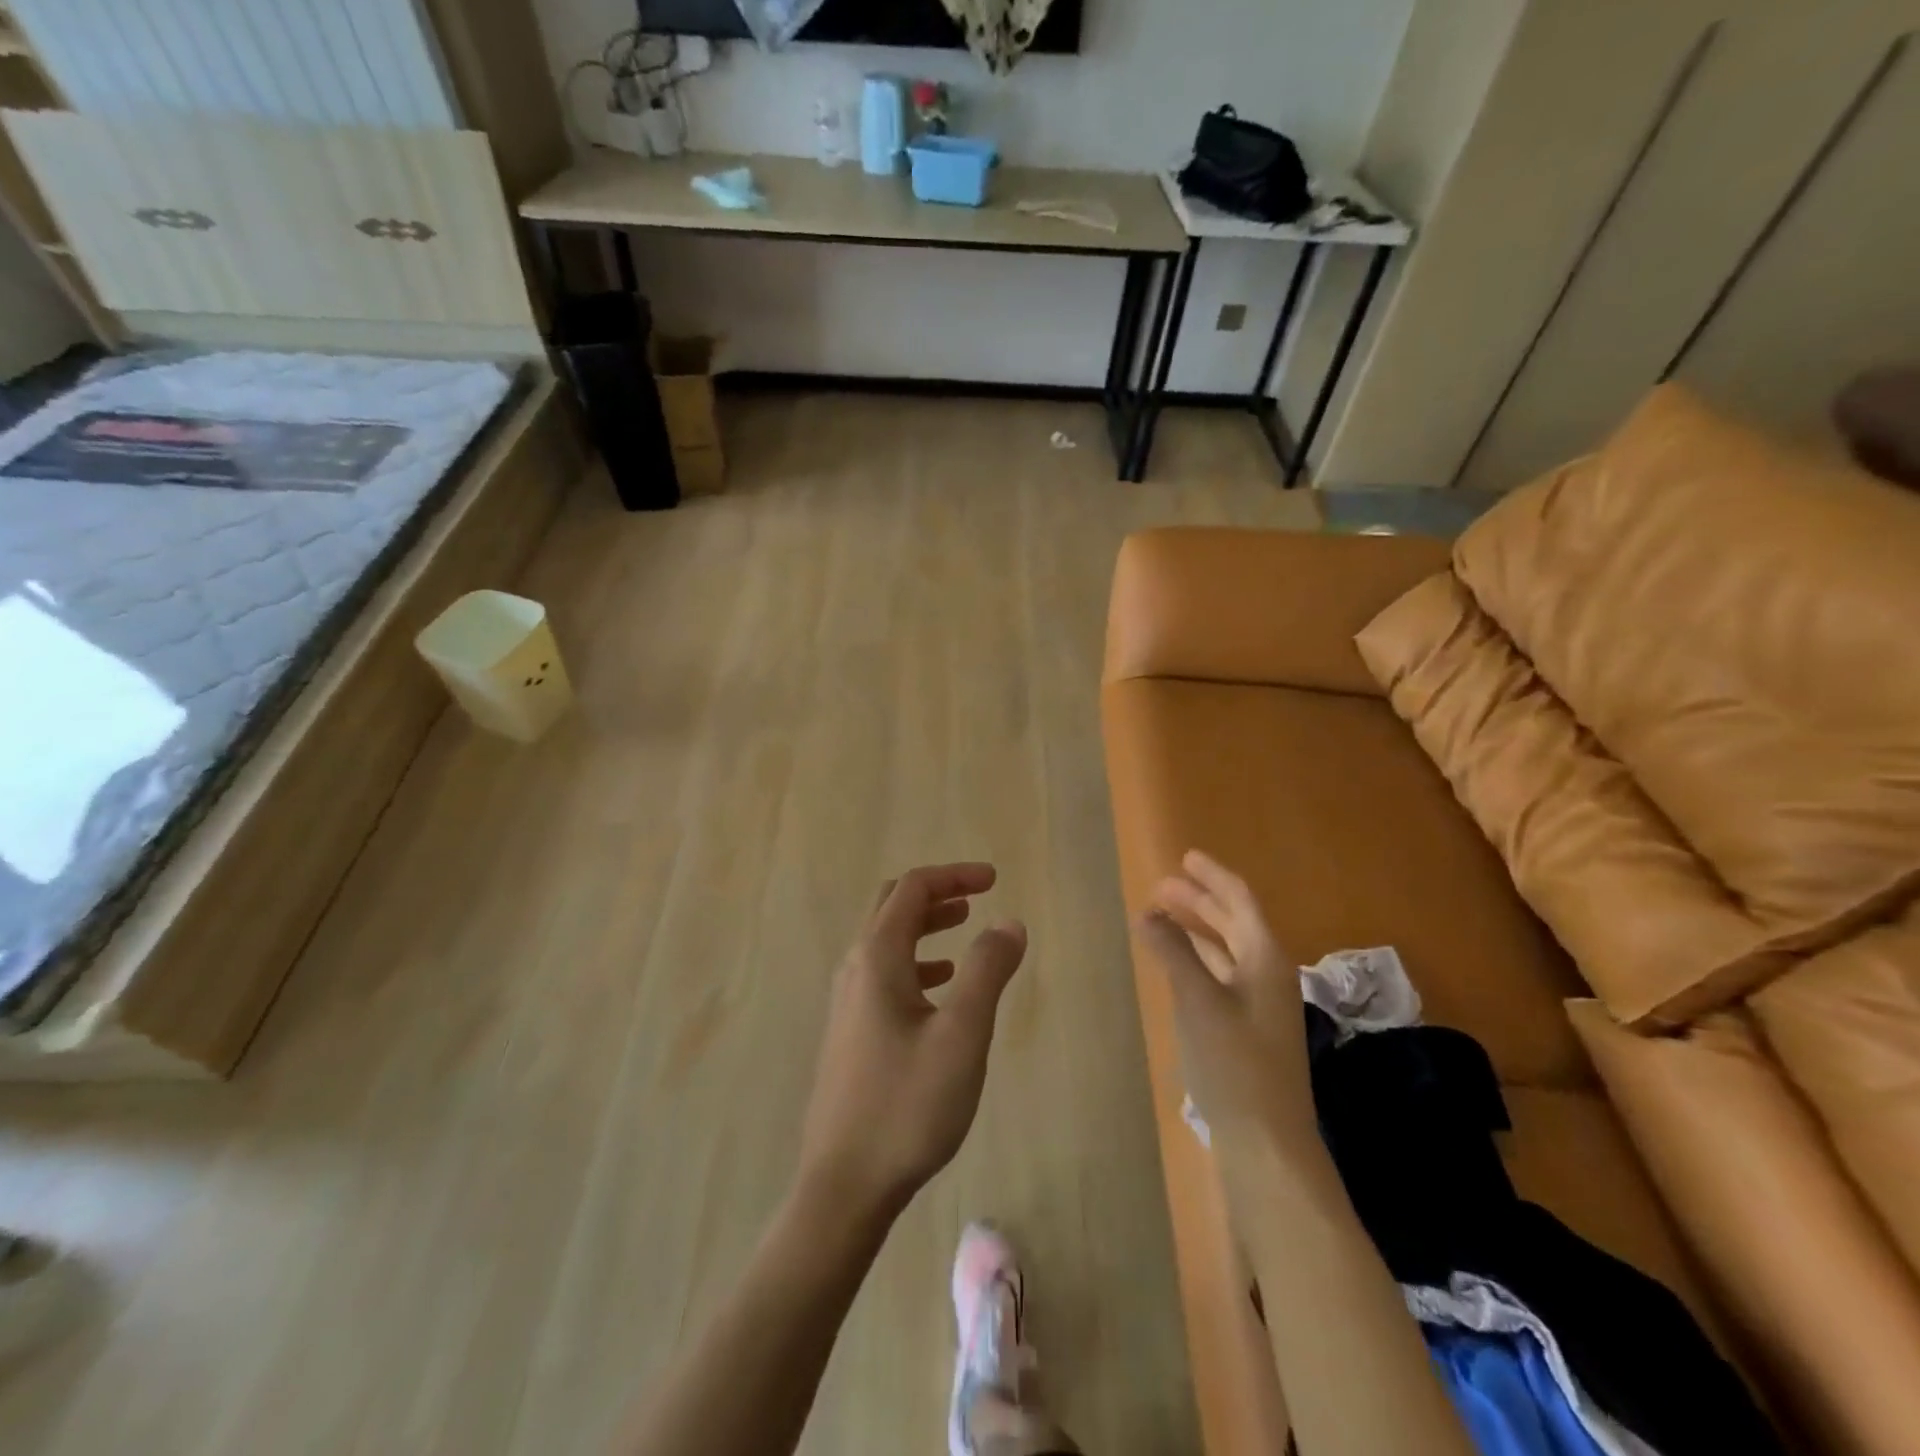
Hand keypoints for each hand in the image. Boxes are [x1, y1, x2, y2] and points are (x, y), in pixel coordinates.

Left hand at [797, 864, 1027, 1223]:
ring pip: (887, 941)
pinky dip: (916, 961)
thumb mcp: (962, 1034)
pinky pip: (884, 975)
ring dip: (925, 925)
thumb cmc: (907, 1105)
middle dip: (936, 893)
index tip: (994, 880)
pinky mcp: (850, 1032)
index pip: (913, 889)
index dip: (954, 875)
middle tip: (977, 896)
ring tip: (965, 928)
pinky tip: (940, 987)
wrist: (844, 1185)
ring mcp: (847, 1002)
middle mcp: (855, 968)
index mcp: (877, 957)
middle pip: (893, 907)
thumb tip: (1008, 922)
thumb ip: (987, 970)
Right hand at [1140, 851, 1315, 1153]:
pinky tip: (1175, 964)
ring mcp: (1259, 1005)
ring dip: (1196, 930)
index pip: (1240, 901)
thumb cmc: (1234, 1064)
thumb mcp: (1198, 1001)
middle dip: (1199, 901)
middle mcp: (1267, 975)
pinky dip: (1197, 961)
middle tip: (1162, 886)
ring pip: (1226, 951)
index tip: (1185, 857)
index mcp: (1266, 960)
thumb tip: (1147, 914)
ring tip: (1161, 917)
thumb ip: (1173, 953)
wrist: (1266, 1143)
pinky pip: (1220, 977)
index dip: (1213, 876)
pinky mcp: (1246, 1030)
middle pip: (1234, 923)